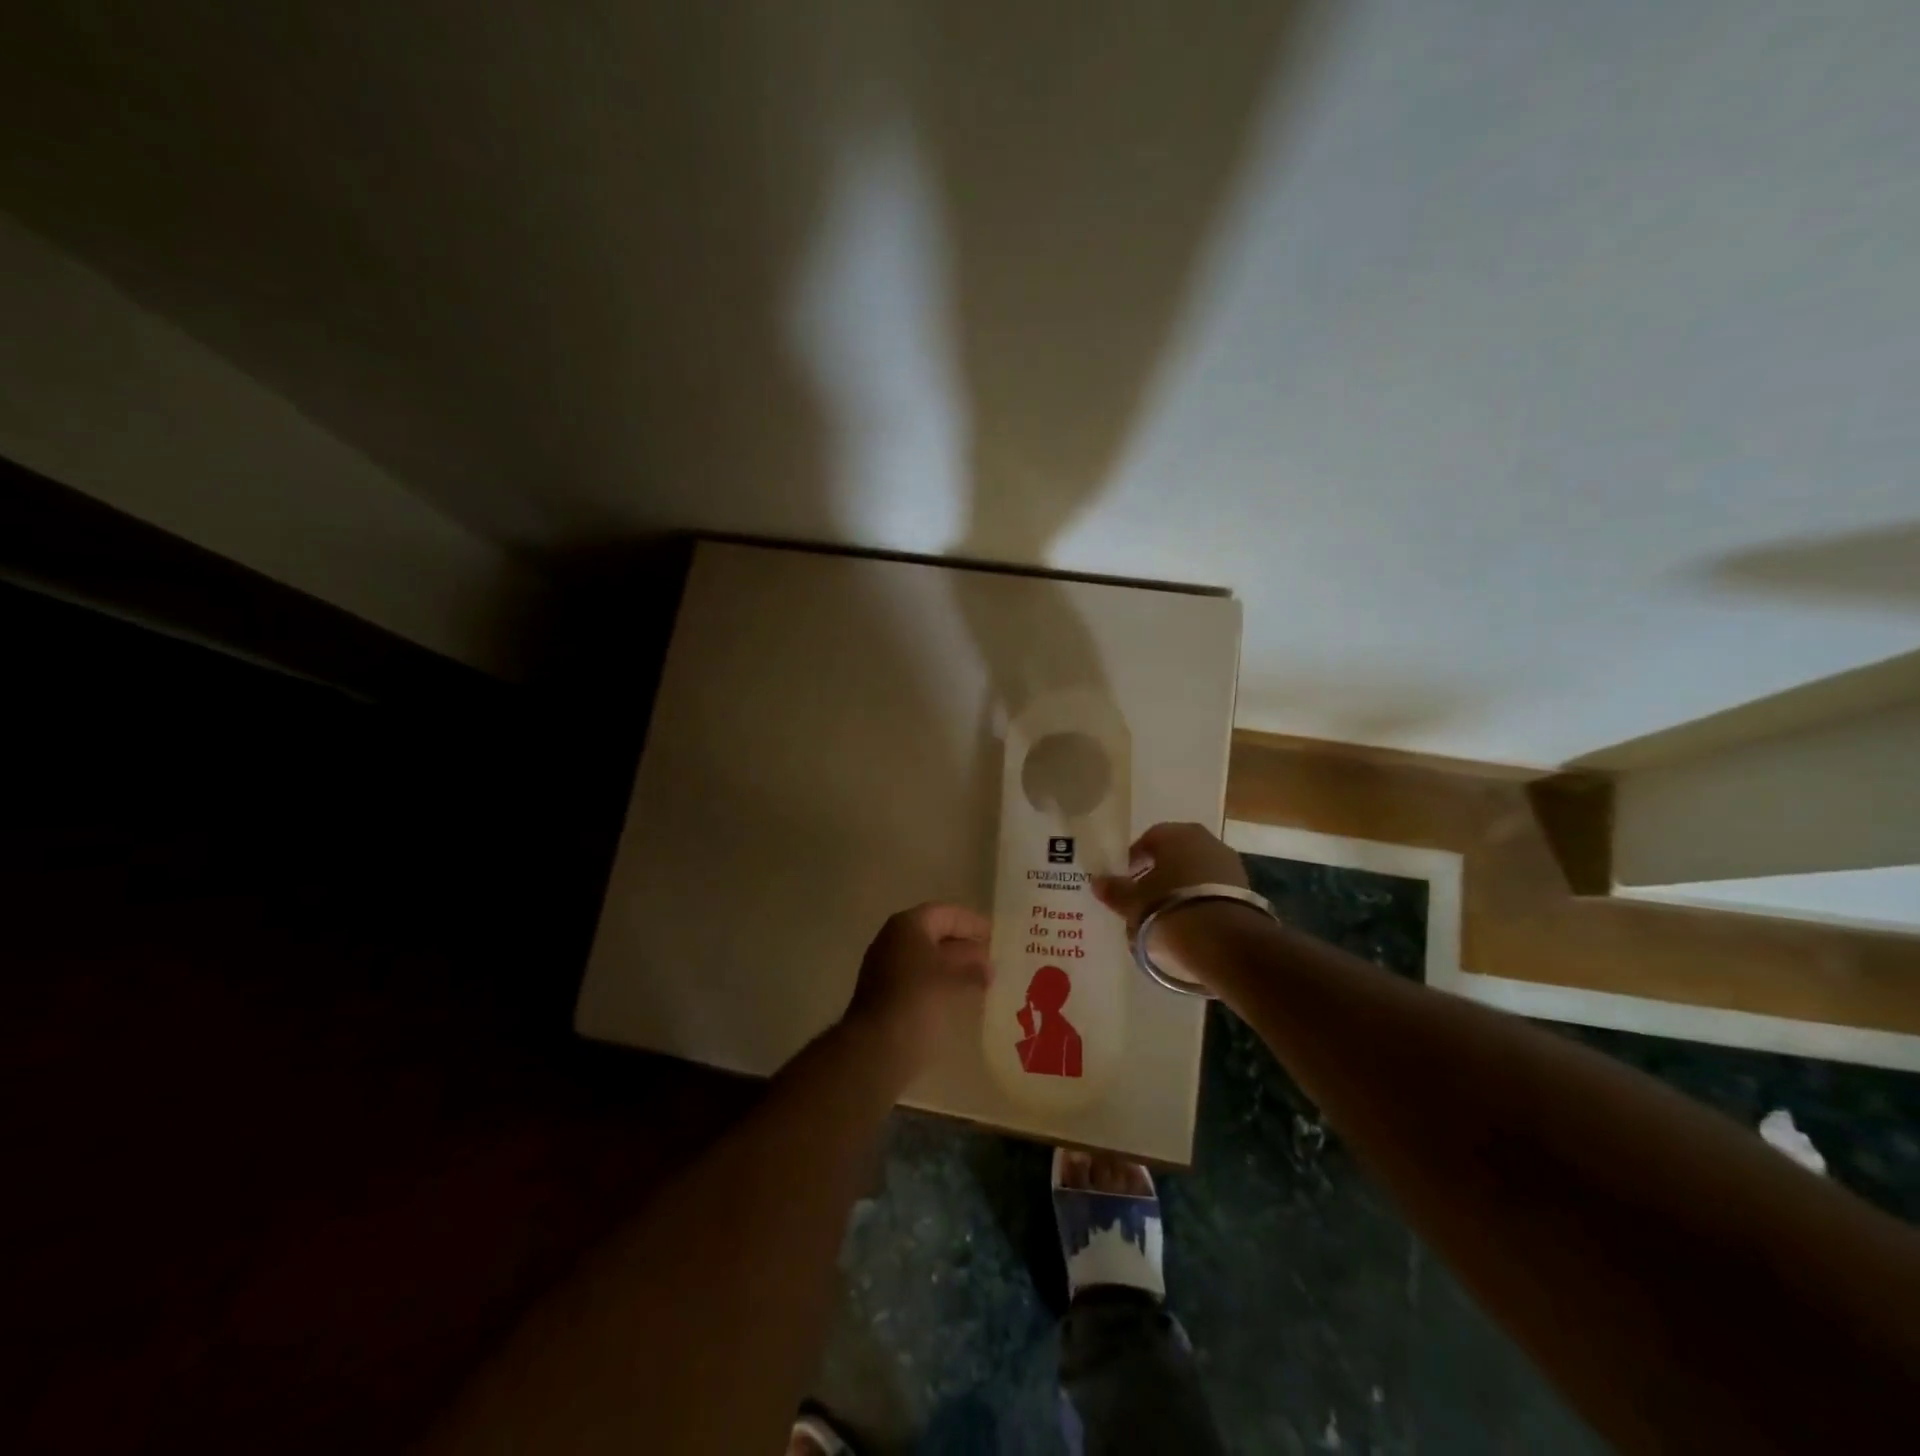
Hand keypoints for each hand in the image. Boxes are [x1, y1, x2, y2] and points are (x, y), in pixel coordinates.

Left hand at [842, 903, 991, 1079]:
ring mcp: (887, 968)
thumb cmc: (918, 1000)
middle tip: (994, 959)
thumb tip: (988, 964)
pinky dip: (942, 984)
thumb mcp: (953, 979)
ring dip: (956, 968)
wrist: (877, 1048)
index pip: (945, 914)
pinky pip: (920, 980)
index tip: (996, 935)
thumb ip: (973, 966)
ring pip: (928, 959)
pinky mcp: (887, 996)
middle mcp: (893, 941)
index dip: (972, 923)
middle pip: (935, 935)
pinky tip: (963, 999)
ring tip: (986, 981)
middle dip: (966, 947)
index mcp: (907, 926)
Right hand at [1092, 822, 1251, 985]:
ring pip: (1196, 871)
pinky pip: (1213, 888)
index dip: (1134, 859)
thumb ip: (1115, 890)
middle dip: (1159, 872)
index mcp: (1175, 834)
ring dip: (1181, 886)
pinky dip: (1200, 899)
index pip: (1148, 839)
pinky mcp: (1245, 888)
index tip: (1125, 880)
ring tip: (1166, 913)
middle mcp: (1204, 840)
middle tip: (1144, 896)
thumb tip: (1098, 882)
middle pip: (1174, 853)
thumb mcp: (1133, 902)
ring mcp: (1229, 863)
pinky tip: (1190, 920)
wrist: (1224, 939)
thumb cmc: (1168, 908)